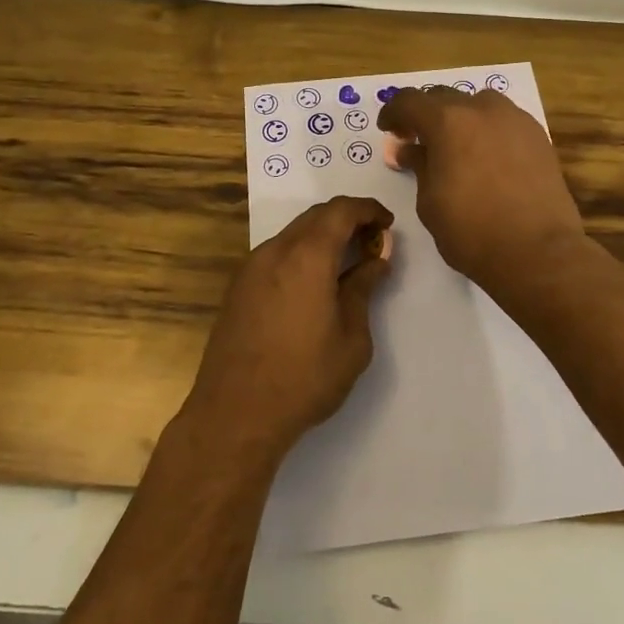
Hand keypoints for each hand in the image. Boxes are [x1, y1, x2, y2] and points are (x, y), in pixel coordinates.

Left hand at [185, 196, 395, 459]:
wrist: (235, 414)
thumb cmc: (304, 378)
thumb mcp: (352, 338)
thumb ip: (363, 289)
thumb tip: (375, 259)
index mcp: (307, 257)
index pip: (341, 210)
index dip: (368, 209)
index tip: (387, 224)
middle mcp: (275, 251)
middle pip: (315, 217)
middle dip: (347, 220)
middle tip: (372, 242)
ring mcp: (250, 269)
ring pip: (293, 235)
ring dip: (322, 237)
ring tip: (346, 264)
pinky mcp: (238, 289)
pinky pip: (276, 255)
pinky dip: (301, 255)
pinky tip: (314, 284)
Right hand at [377, 87, 586, 288]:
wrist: (538, 252)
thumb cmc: (472, 231)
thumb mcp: (430, 202)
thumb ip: (418, 167)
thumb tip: (409, 150)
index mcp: (448, 122)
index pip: (410, 101)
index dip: (393, 112)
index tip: (389, 130)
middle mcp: (482, 110)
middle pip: (444, 97)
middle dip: (426, 114)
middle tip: (418, 140)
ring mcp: (515, 120)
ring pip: (478, 104)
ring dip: (460, 117)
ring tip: (456, 146)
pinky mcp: (538, 136)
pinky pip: (504, 120)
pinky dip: (487, 129)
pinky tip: (487, 157)